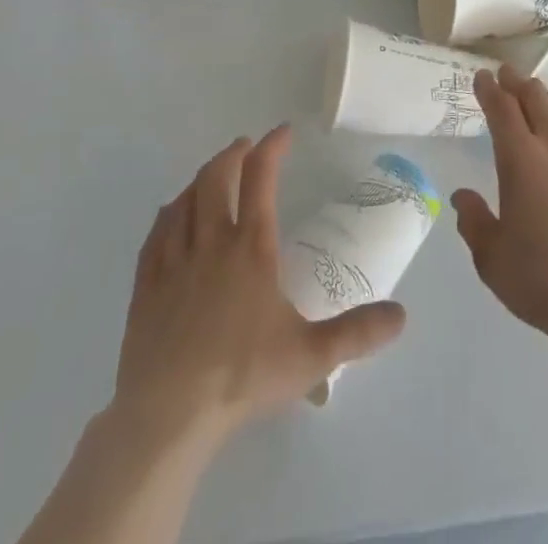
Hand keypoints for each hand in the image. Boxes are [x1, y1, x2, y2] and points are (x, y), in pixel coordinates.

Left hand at [112, 125, 407, 446]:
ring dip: (201, 178)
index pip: (261, 179)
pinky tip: (172, 214)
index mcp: (251, 248)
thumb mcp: (311, 356)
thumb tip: (401, 315)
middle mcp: (211, 242)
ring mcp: (174, 261)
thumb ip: (358, 333)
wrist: (168, 416)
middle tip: (245, 146)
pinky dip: (169, 212)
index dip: (272, 148)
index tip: (283, 132)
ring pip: (184, 200)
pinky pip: (156, 233)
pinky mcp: (146, 285)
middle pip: (217, 178)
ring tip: (212, 175)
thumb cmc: (242, 377)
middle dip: (233, 155)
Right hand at [451, 66, 547, 352]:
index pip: (502, 108)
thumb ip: (473, 220)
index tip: (482, 77)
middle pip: (535, 97)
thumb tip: (462, 197)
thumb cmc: (542, 279)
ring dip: (544, 98)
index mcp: (521, 158)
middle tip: (506, 76)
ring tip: (535, 97)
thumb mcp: (491, 257)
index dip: (489, 88)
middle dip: (516, 82)